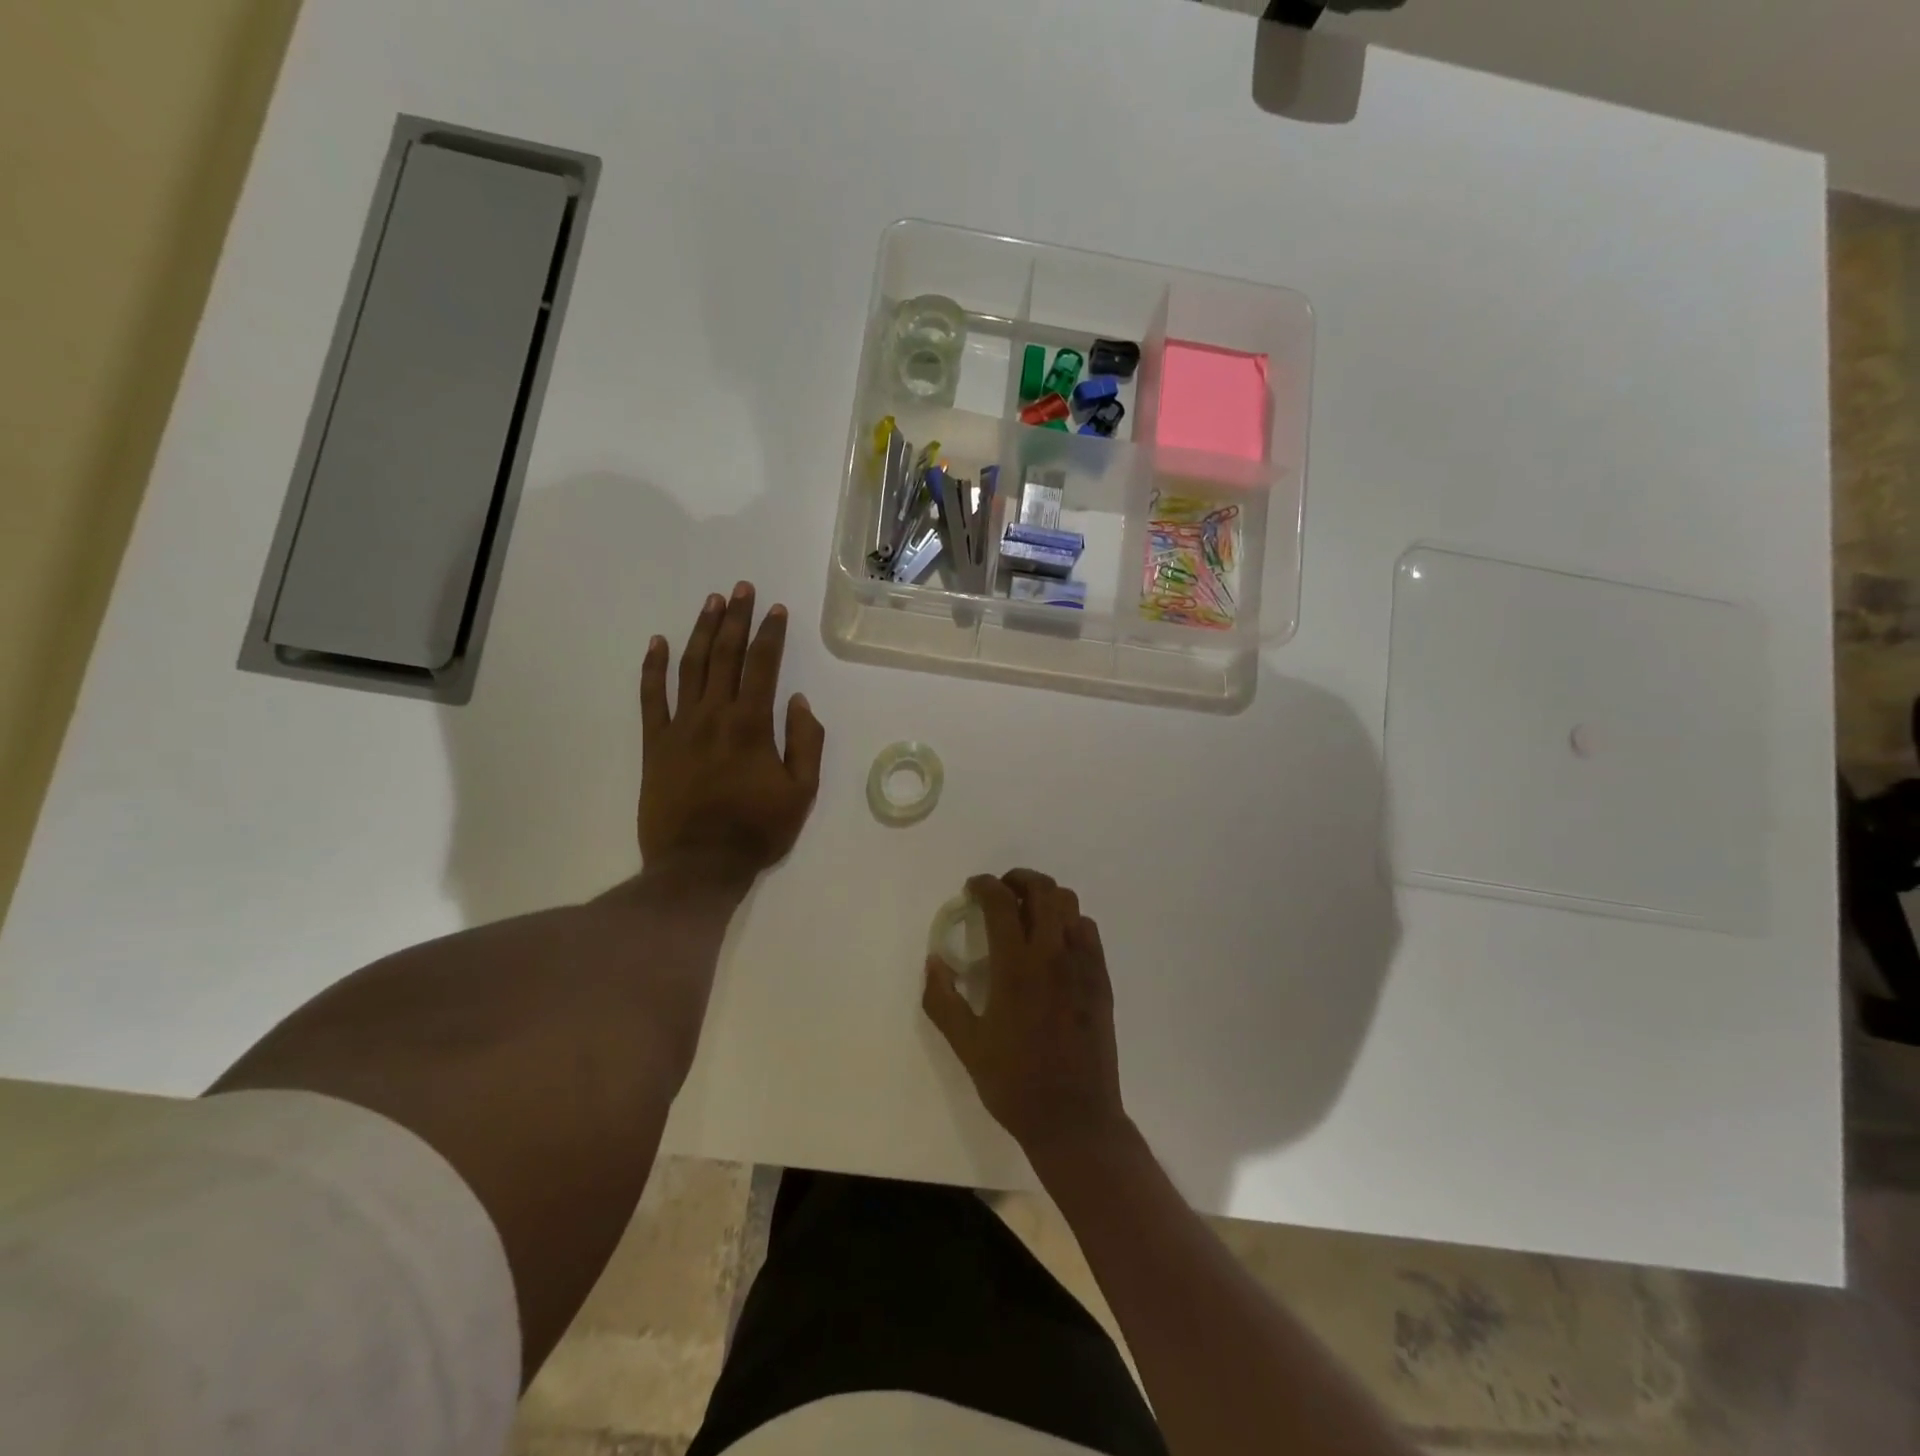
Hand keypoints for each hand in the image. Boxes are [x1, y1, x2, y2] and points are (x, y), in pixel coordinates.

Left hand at [638, 582, 825, 885]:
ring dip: (701, 631)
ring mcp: (680, 727)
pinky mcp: (654, 744)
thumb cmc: (757, 830)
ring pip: (690, 667)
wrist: (698, 865)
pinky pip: (650, 698)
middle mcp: (714, 714)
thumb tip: (797, 700)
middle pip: (725, 655)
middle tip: (741, 589)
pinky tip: (657, 643)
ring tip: (711, 603)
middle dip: (735, 619)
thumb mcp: (802, 792)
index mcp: (752, 724)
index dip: (771, 634)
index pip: (763, 666)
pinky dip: (652, 668)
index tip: (776, 609)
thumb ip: (806, 742)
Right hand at [922, 869, 1130, 1161]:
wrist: (1075, 1118)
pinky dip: (1069, 921)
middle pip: (1043, 890)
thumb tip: (934, 961)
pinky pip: (1088, 930)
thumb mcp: (966, 1045)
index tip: (973, 887)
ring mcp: (1083, 964)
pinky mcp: (1101, 979)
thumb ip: (942, 999)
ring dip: (1045, 896)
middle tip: (1001, 891)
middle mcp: (1053, 955)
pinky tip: (1055, 942)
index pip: (1002, 903)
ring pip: (1070, 904)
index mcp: (1017, 967)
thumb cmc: (1014, 1083)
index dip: (985, 885)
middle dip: (1019, 879)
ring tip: (1027, 912)